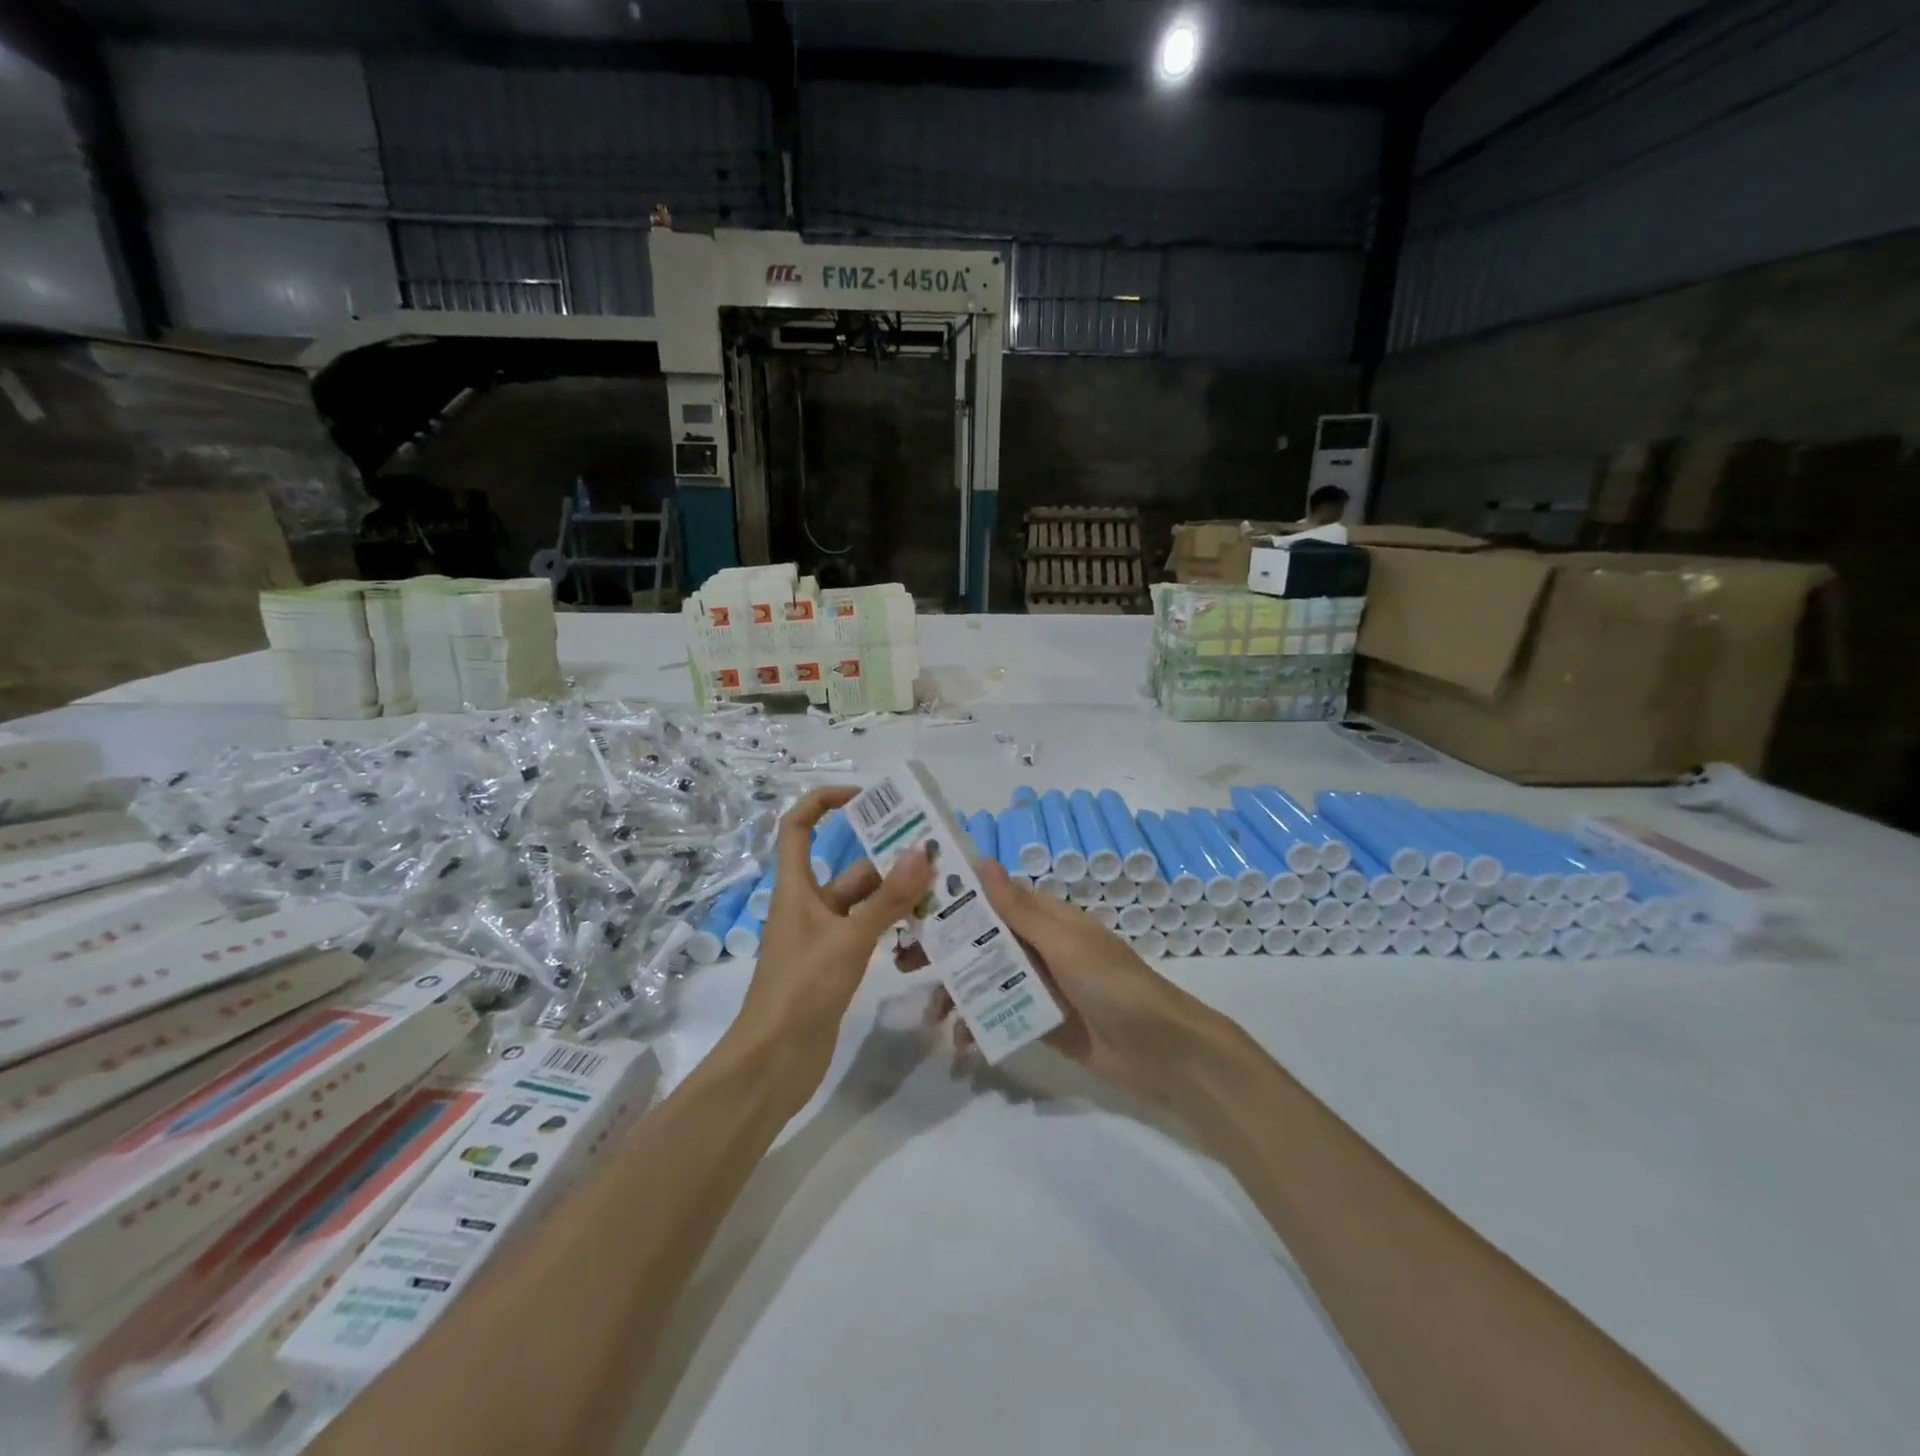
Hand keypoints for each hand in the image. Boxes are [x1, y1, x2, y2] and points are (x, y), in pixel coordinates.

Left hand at [731, 787, 931, 1103]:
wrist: (774, 1063)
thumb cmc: (802, 989)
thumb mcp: (850, 939)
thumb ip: (889, 899)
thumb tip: (923, 852)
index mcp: (797, 887)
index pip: (799, 825)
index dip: (825, 801)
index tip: (867, 798)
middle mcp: (810, 905)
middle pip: (850, 868)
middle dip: (889, 863)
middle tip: (938, 859)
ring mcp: (824, 937)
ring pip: (866, 903)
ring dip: (898, 899)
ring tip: (945, 894)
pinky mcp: (837, 965)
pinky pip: (869, 933)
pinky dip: (893, 928)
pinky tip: (927, 932)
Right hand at [932, 861, 1220, 1103]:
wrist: (1160, 1051)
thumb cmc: (1113, 983)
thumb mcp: (1064, 942)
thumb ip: (1019, 909)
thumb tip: (979, 861)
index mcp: (1043, 917)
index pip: (989, 899)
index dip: (952, 900)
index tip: (910, 905)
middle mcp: (1035, 945)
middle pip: (979, 941)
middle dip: (942, 952)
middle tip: (902, 964)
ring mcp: (1036, 985)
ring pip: (983, 980)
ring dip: (955, 994)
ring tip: (932, 1018)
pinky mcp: (1038, 1021)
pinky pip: (997, 1015)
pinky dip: (977, 1025)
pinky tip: (963, 1044)